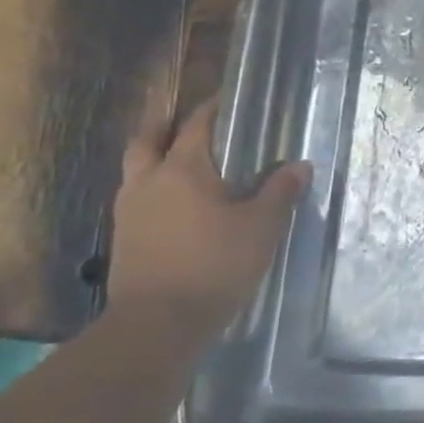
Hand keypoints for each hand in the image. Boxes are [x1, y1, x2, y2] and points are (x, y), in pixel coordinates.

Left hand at [105, 103, 309, 336]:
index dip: (211, 109)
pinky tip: (178, 205)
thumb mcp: (262, 226)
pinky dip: (154, 190)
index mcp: (182, 170)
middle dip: (165, 127)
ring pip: (137, 171)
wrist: (158, 323)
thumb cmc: (215, 264)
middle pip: (146, 141)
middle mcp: (148, 182)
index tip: (228, 99)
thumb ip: (280, 192)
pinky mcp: (124, 240)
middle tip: (189, 124)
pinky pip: (137, 199)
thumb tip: (299, 165)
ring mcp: (129, 212)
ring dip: (155, 159)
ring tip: (186, 165)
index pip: (195, 125)